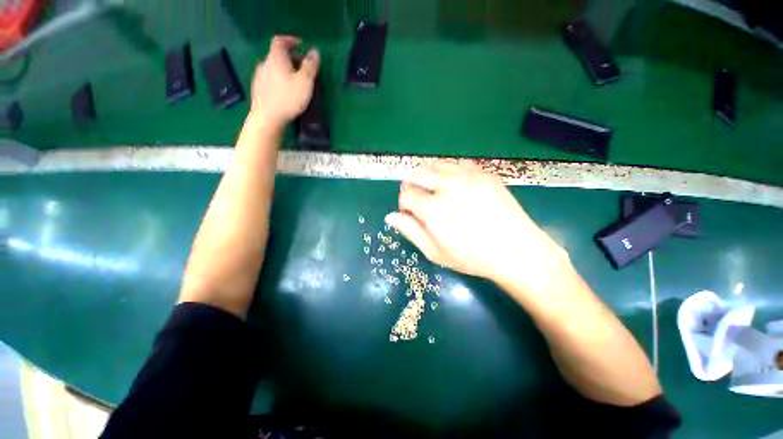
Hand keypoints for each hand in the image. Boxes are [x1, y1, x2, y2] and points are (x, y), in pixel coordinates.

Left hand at [249, 36, 319, 128]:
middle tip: (303, 68)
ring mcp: (260, 76)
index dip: (290, 40)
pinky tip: (285, 91)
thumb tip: (315, 52)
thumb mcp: (304, 82)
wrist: (267, 117)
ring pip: (274, 68)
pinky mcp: (258, 88)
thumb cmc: (288, 98)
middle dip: (291, 58)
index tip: (300, 45)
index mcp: (276, 58)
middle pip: (277, 55)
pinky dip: (279, 79)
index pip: (280, 41)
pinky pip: (270, 78)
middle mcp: (265, 63)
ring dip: (285, 70)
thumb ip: (310, 66)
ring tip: (295, 81)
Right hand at [385, 162, 570, 290]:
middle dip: (411, 183)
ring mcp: (468, 177)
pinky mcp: (484, 173)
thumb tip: (391, 216)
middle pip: (418, 172)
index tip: (410, 211)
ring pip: (436, 164)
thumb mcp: (436, 252)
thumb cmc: (472, 257)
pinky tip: (454, 184)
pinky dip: (448, 170)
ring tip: (434, 189)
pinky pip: (458, 163)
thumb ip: (411, 231)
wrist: (516, 250)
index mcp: (434, 209)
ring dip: (428, 174)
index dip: (404, 202)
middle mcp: (448, 186)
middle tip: (417, 197)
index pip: (407, 194)